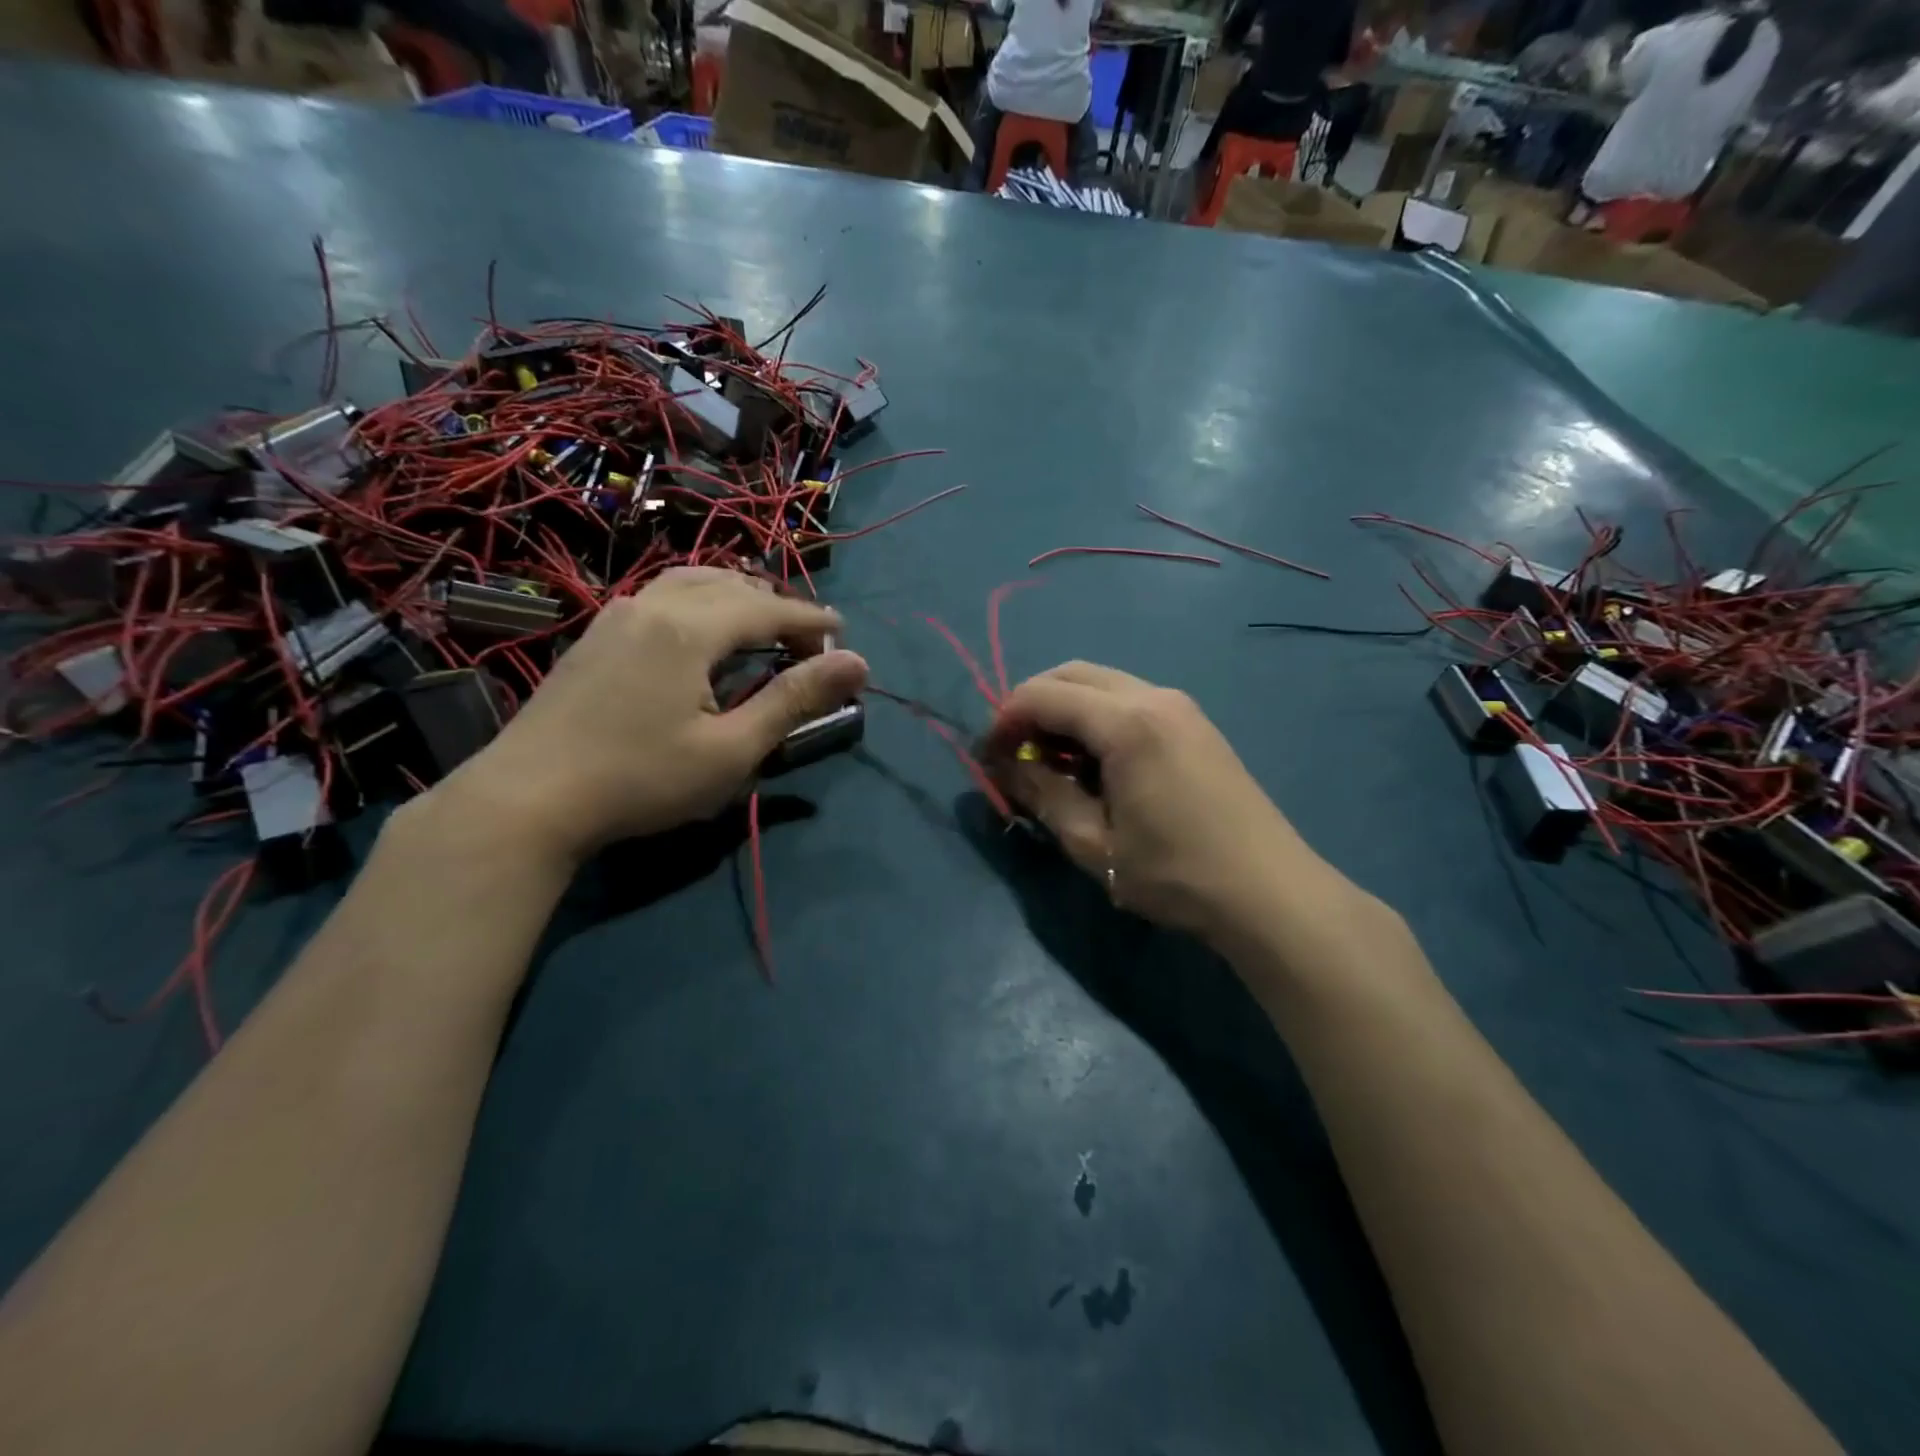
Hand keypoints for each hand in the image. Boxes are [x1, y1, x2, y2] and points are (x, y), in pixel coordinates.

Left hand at [438, 568, 868, 862]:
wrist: (527, 799)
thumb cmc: (640, 780)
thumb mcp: (731, 750)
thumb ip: (794, 700)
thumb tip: (857, 663)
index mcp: (690, 628)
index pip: (769, 608)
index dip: (812, 621)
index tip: (844, 635)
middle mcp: (654, 604)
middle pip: (732, 585)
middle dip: (779, 607)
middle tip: (808, 644)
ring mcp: (618, 614)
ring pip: (693, 582)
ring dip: (738, 596)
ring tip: (763, 626)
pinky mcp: (597, 633)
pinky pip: (664, 595)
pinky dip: (702, 601)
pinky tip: (703, 632)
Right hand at [988, 662, 1328, 944]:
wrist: (1270, 893)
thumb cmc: (1176, 874)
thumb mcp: (1094, 843)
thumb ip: (1043, 795)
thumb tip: (1005, 766)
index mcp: (1127, 722)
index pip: (1043, 695)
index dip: (1005, 720)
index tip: (988, 759)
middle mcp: (1154, 696)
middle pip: (1072, 674)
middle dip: (1031, 705)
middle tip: (1015, 754)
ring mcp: (1180, 706)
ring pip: (1102, 684)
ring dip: (1065, 710)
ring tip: (1051, 763)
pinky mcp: (1194, 723)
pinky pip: (1129, 700)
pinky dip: (1096, 718)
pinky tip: (1095, 764)